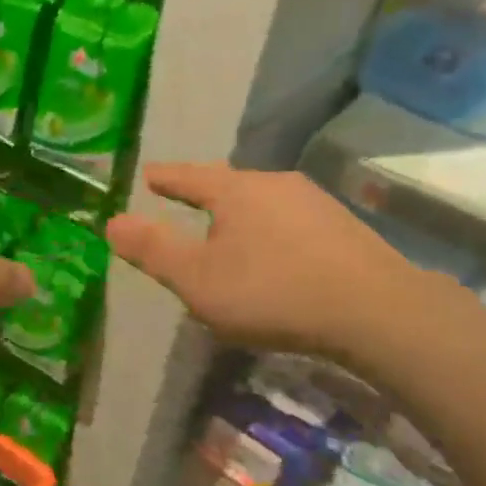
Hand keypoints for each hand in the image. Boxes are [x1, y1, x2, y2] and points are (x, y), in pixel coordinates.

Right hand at [106, 164, 427, 360]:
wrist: (375, 311)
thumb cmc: (271, 292)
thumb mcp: (198, 279)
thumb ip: (153, 250)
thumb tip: (111, 221)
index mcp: (236, 190)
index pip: (188, 176)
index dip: (165, 178)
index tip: (148, 175)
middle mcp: (276, 184)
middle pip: (229, 184)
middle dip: (204, 193)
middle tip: (184, 199)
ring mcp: (315, 203)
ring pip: (263, 202)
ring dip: (240, 214)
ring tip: (227, 230)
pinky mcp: (343, 229)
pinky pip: (290, 222)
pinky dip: (270, 232)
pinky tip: (275, 255)